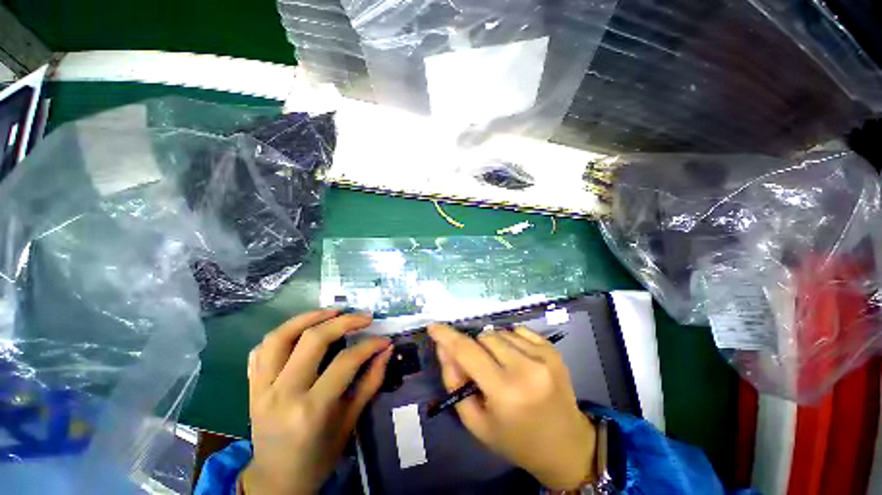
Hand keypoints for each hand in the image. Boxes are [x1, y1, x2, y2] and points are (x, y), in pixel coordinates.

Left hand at [243, 309, 392, 494]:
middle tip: (364, 317)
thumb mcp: (351, 421)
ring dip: (308, 317)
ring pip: (280, 337)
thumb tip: (386, 349)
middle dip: (344, 322)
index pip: (345, 362)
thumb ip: (371, 381)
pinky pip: (260, 350)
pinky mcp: (251, 387)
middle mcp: (283, 394)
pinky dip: (281, 334)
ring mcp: (261, 389)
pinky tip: (300, 330)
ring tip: (332, 311)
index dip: (369, 345)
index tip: (384, 339)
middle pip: (313, 340)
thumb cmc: (319, 455)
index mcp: (311, 410)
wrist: (277, 480)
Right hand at [428, 324, 595, 490]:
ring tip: (501, 367)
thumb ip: (455, 382)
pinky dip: (510, 340)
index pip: (467, 352)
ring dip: (493, 345)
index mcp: (505, 392)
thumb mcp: (476, 422)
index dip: (447, 336)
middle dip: (475, 348)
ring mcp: (543, 356)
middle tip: (480, 368)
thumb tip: (444, 348)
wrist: (566, 445)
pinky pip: (518, 330)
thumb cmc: (515, 439)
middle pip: (484, 336)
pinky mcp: (553, 349)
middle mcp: (526, 368)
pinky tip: (517, 360)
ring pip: (500, 332)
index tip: (433, 327)